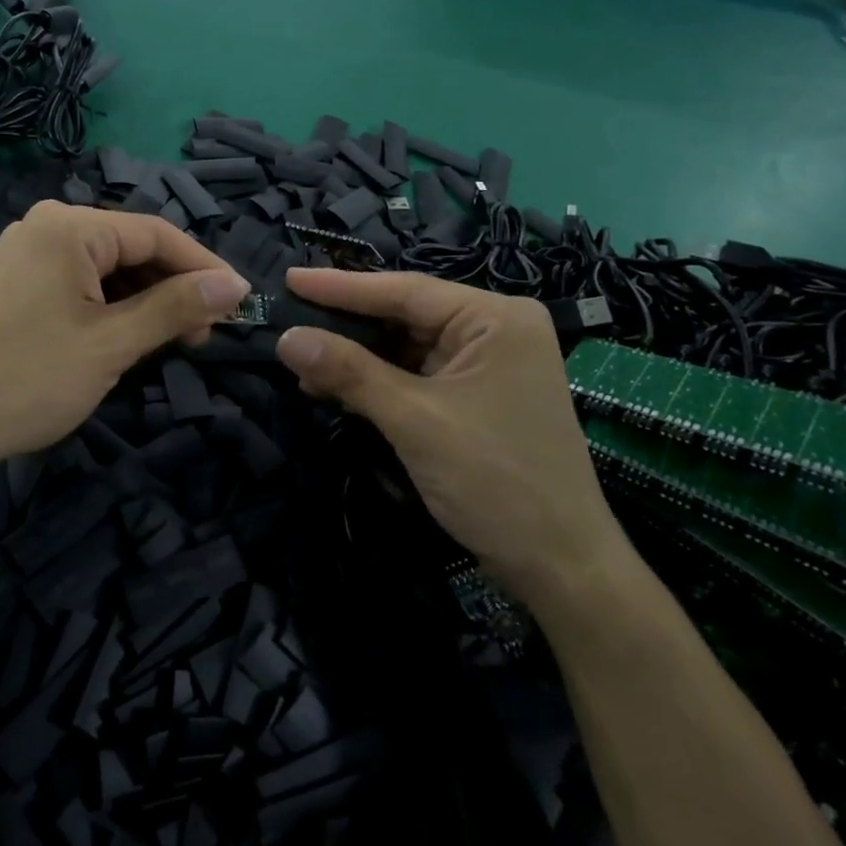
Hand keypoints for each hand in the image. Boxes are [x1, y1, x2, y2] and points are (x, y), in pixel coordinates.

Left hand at [0, 203, 248, 483]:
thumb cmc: (28, 380)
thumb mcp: (113, 344)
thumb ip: (176, 307)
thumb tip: (234, 284)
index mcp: (68, 227)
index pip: (156, 233)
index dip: (203, 267)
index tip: (240, 302)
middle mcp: (46, 226)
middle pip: (131, 248)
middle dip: (172, 288)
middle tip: (203, 335)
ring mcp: (26, 253)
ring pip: (106, 268)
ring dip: (144, 301)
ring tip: (169, 342)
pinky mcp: (16, 282)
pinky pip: (79, 283)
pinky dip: (110, 307)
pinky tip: (127, 338)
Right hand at [273, 268, 626, 609]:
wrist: (560, 567)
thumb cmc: (495, 481)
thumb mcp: (414, 420)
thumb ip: (349, 372)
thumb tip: (285, 339)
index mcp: (494, 318)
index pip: (404, 290)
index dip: (340, 286)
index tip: (289, 277)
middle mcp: (493, 330)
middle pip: (403, 315)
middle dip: (346, 324)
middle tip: (287, 316)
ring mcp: (485, 364)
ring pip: (404, 346)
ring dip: (355, 358)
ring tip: (301, 361)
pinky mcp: (474, 396)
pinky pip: (414, 374)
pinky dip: (375, 381)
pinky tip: (334, 386)